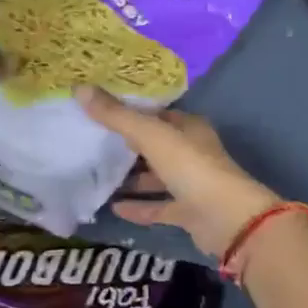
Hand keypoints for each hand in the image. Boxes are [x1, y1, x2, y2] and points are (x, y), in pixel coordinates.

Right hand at [75, 86, 280, 257]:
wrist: (228, 219)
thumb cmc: (191, 167)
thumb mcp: (151, 135)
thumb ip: (116, 115)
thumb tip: (80, 87)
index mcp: (188, 127)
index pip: (157, 114)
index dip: (130, 111)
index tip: (98, 110)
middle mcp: (191, 151)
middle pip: (155, 145)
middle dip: (127, 145)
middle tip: (91, 142)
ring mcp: (191, 183)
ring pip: (156, 177)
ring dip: (132, 178)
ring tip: (97, 176)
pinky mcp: (188, 212)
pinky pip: (158, 206)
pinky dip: (138, 206)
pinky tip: (113, 208)